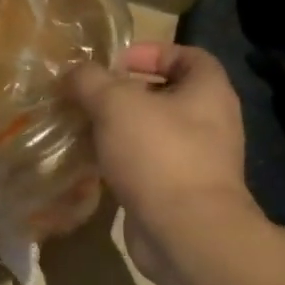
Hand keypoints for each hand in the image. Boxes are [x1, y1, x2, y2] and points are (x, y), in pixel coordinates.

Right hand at [68, 43, 262, 281]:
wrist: (184, 232)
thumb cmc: (158, 153)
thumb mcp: (114, 102)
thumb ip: (90, 80)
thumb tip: (74, 72)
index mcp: (208, 92)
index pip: (189, 56)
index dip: (153, 51)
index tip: (116, 61)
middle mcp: (210, 123)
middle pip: (167, 94)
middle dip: (127, 92)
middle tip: (90, 93)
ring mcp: (197, 160)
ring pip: (153, 130)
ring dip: (119, 126)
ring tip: (83, 124)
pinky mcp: (179, 191)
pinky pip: (147, 163)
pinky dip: (120, 158)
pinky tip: (92, 159)